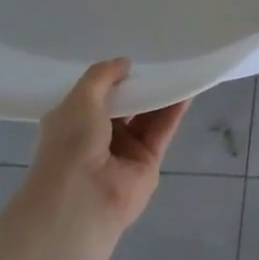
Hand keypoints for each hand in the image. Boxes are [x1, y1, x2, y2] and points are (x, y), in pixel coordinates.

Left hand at [19, 58, 188, 241]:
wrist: (82, 199)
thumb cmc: (71, 144)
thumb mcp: (80, 98)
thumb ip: (102, 76)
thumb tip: (124, 63)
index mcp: (72, 123)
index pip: (95, 96)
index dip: (112, 78)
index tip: (131, 60)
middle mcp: (97, 137)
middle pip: (125, 105)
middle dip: (139, 85)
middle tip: (159, 60)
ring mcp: (124, 151)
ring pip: (147, 117)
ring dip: (160, 95)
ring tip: (178, 68)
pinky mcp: (148, 162)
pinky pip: (163, 130)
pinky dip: (175, 110)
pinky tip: (187, 89)